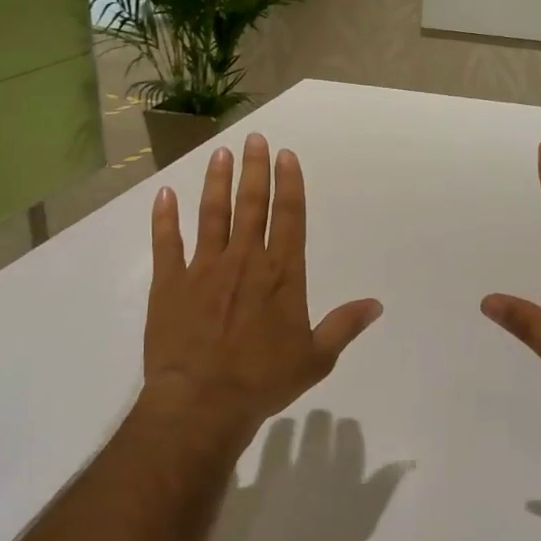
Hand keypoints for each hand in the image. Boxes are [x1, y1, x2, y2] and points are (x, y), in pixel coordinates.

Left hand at [142, 134, 382, 459]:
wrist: (202, 401)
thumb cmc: (263, 380)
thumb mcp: (316, 358)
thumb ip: (344, 326)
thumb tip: (376, 304)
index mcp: (281, 275)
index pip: (289, 218)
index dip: (289, 184)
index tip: (286, 156)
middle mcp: (244, 261)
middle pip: (251, 206)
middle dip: (255, 170)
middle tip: (255, 139)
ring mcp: (203, 269)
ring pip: (212, 215)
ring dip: (217, 182)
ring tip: (220, 153)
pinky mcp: (169, 283)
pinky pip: (166, 243)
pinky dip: (165, 218)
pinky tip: (165, 194)